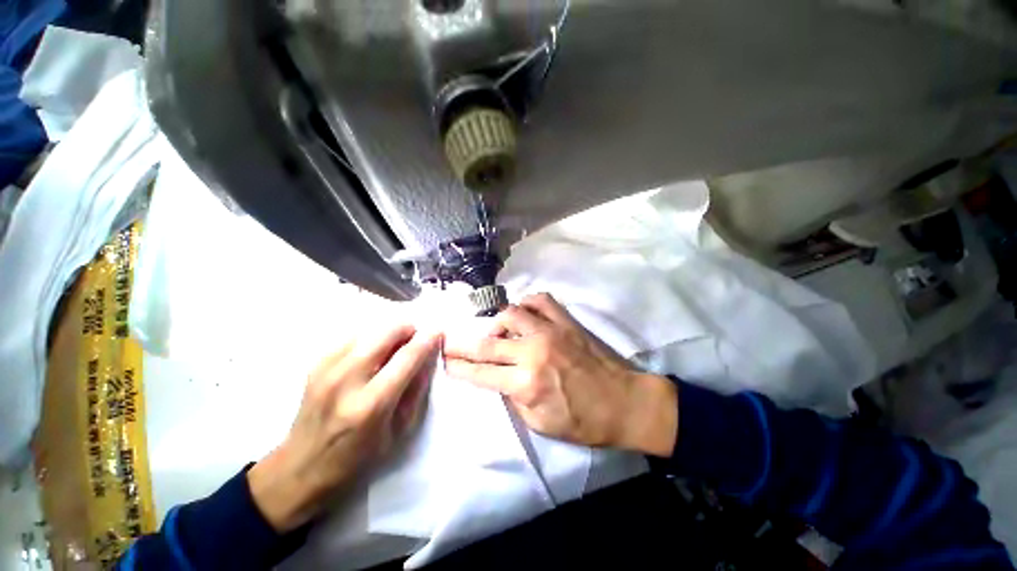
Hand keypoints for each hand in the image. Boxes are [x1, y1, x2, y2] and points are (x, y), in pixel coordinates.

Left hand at [248, 324, 440, 531]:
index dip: (427, 339)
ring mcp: (326, 370)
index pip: (406, 358)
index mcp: (371, 405)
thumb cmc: (357, 458)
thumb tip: (427, 357)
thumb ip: (416, 389)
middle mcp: (346, 381)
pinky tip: (371, 355)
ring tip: (393, 349)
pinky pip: (351, 337)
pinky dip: (369, 339)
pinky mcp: (315, 365)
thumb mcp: (399, 431)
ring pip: (369, 329)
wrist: (301, 469)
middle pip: (385, 333)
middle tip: (414, 340)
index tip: (438, 330)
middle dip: (407, 330)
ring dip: (388, 334)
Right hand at [443, 293, 677, 456]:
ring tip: (498, 333)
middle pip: (488, 343)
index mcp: (526, 383)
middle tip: (451, 342)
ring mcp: (550, 331)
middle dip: (463, 344)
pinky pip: (540, 301)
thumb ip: (514, 398)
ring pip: (511, 313)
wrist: (624, 402)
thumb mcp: (540, 424)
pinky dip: (527, 304)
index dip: (460, 368)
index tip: (446, 361)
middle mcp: (533, 351)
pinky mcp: (565, 321)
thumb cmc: (584, 422)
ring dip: (497, 324)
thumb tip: (500, 378)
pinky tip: (524, 313)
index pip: (481, 373)